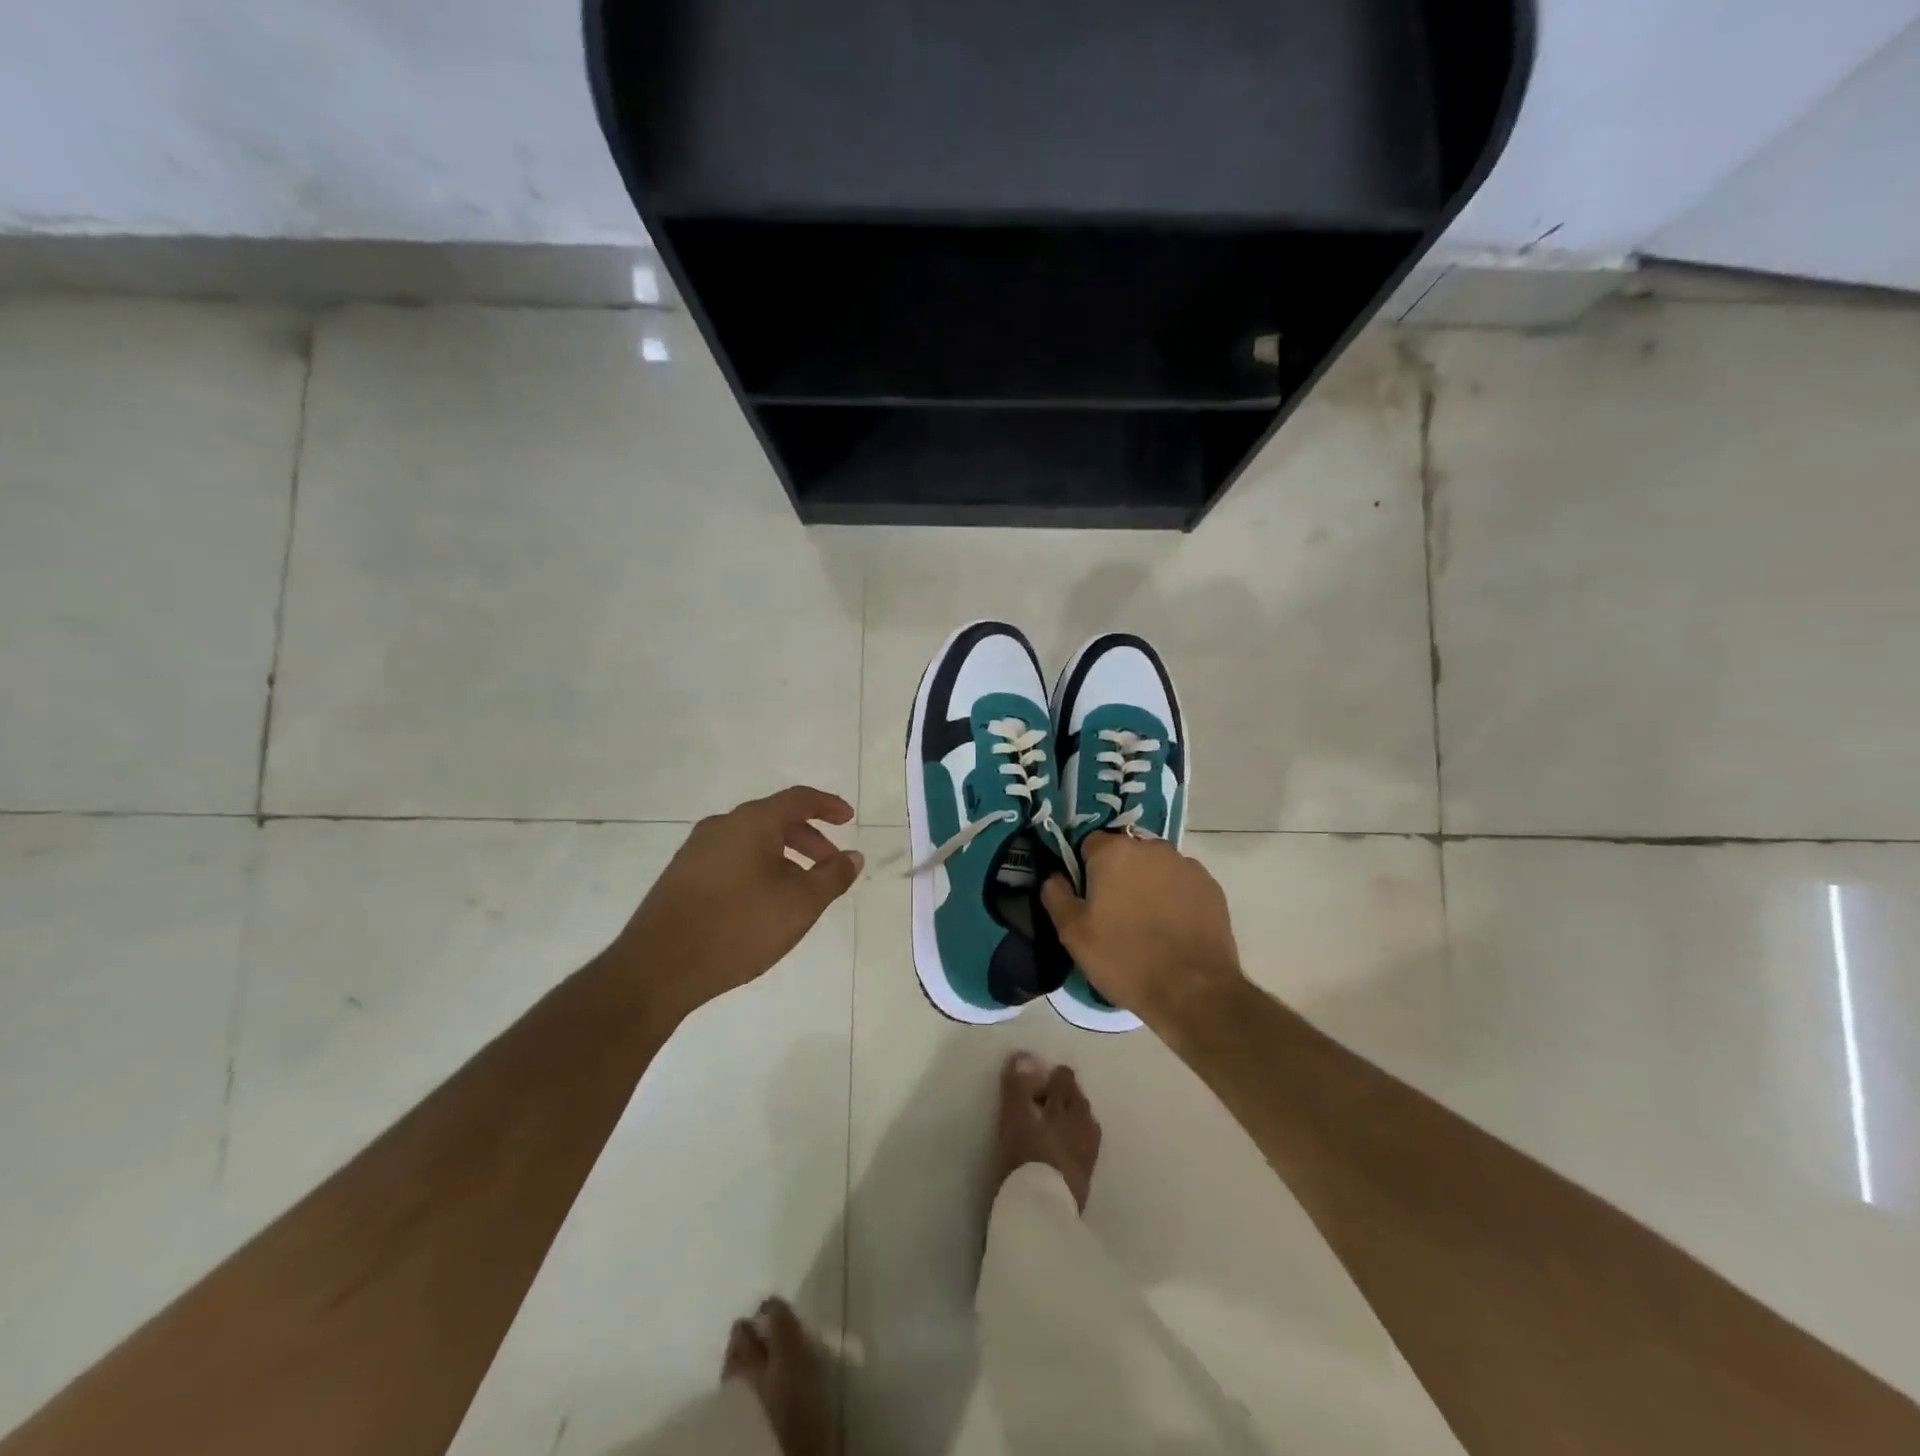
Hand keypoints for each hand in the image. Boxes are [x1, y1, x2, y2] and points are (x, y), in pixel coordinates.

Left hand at [616, 786, 861, 1021]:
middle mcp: (722, 826)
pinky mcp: (681, 876)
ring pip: (751, 842)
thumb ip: (832, 876)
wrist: (659, 967)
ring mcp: (696, 851)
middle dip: (809, 839)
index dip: (828, 806)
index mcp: (752, 822)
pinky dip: (758, 869)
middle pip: (774, 820)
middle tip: (829, 866)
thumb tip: (853, 857)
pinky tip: (763, 904)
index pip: (798, 799)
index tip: (848, 819)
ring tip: (799, 890)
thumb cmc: (739, 926)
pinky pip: (731, 860)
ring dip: (783, 857)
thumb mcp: (800, 903)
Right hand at [1040, 832, 1243, 1025]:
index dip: (1084, 868)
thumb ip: (1057, 897)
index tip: (1086, 896)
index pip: (1090, 843)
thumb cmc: (1124, 958)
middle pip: (1126, 852)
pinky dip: (1175, 897)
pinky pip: (1182, 883)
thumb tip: (1053, 878)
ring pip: (1156, 866)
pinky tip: (1173, 928)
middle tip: (1114, 911)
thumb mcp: (1074, 934)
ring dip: (1148, 883)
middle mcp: (1152, 847)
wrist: (1192, 990)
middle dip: (1118, 873)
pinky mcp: (1211, 886)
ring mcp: (1186, 865)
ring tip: (1147, 922)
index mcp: (1114, 852)